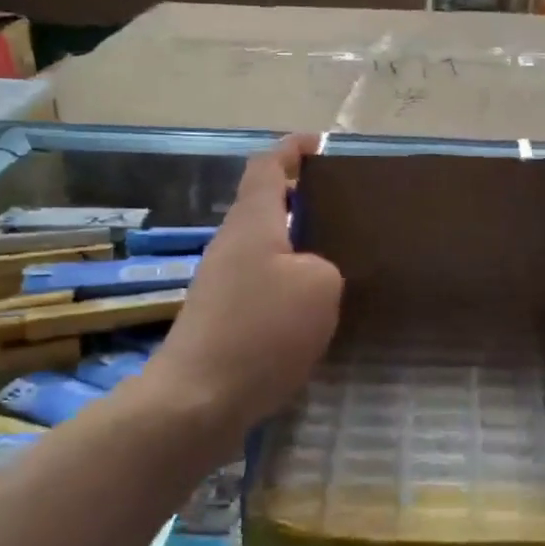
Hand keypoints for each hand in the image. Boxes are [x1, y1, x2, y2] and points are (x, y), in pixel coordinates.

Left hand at [147, 136, 342, 431]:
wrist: (198, 401)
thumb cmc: (261, 330)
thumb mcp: (320, 287)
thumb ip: (325, 265)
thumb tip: (312, 274)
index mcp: (253, 223)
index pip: (268, 166)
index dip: (293, 149)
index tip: (319, 144)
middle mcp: (232, 245)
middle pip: (266, 207)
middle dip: (302, 201)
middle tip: (346, 209)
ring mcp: (222, 284)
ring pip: (266, 250)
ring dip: (297, 247)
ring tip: (340, 259)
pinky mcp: (221, 320)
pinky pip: (262, 286)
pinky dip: (288, 285)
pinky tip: (313, 310)